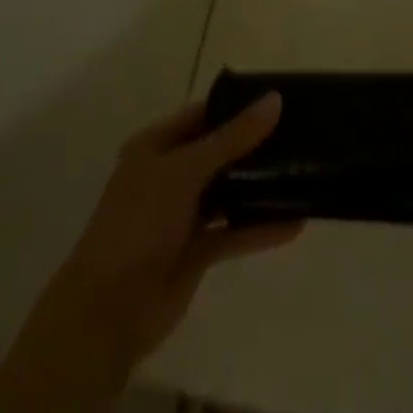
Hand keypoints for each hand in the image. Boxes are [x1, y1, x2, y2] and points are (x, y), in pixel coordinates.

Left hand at [43, 94, 302, 364]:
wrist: (108, 312)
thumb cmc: (140, 224)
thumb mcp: (185, 171)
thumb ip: (232, 138)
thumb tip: (274, 100)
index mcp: (155, 147)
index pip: (203, 114)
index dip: (238, 105)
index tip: (281, 99)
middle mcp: (169, 175)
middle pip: (219, 151)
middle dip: (256, 145)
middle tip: (303, 133)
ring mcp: (182, 214)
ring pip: (228, 191)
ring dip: (260, 186)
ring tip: (304, 172)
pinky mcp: (196, 251)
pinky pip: (234, 231)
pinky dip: (260, 227)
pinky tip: (296, 223)